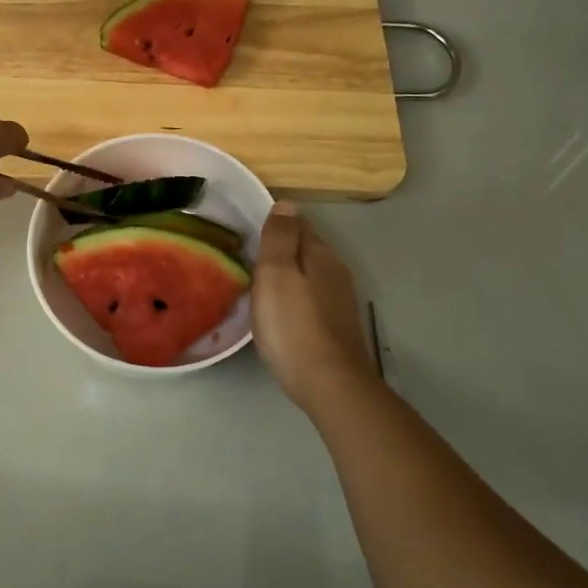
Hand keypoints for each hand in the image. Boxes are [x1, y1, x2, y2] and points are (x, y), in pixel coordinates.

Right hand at [252, 202, 377, 410]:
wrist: (329, 384)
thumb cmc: (293, 326)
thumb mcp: (276, 274)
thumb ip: (279, 237)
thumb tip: (286, 203)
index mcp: (321, 254)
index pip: (297, 224)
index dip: (273, 225)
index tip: (247, 233)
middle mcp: (336, 271)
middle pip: (305, 249)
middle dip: (280, 250)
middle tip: (247, 260)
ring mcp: (340, 300)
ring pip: (309, 275)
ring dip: (288, 276)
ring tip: (259, 286)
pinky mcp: (337, 326)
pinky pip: (311, 299)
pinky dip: (295, 298)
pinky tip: (281, 313)